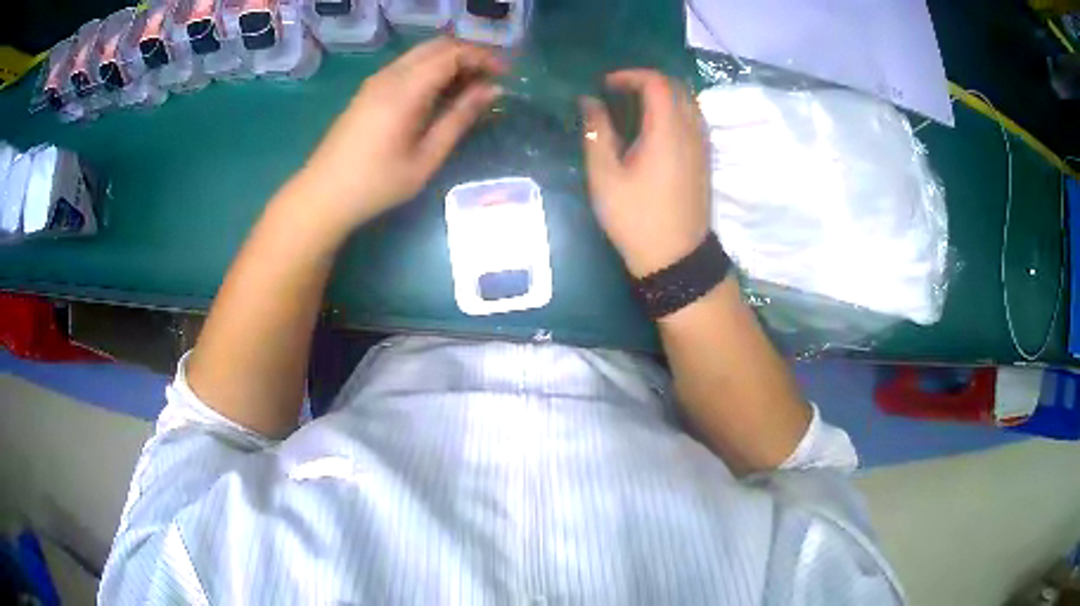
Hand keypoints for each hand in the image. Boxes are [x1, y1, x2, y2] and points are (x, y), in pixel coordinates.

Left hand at [299, 38, 505, 230]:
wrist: (323, 194)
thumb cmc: (377, 183)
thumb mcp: (426, 157)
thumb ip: (460, 118)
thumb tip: (493, 90)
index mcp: (405, 89)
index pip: (452, 53)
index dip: (483, 57)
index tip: (505, 74)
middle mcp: (390, 75)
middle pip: (437, 46)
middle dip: (469, 54)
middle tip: (490, 78)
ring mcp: (376, 81)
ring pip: (421, 54)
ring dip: (449, 61)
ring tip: (470, 88)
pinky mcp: (368, 91)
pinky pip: (407, 66)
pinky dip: (431, 70)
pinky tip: (440, 94)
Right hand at [581, 70, 710, 277]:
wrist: (676, 258)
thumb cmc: (636, 218)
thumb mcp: (605, 176)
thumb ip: (597, 132)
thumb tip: (590, 102)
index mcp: (667, 130)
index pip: (657, 82)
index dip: (630, 75)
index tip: (606, 85)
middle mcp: (691, 131)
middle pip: (676, 86)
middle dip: (647, 81)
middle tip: (618, 92)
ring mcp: (702, 146)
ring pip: (689, 102)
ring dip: (663, 94)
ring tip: (635, 106)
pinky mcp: (705, 160)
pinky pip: (694, 119)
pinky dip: (675, 110)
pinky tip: (655, 127)